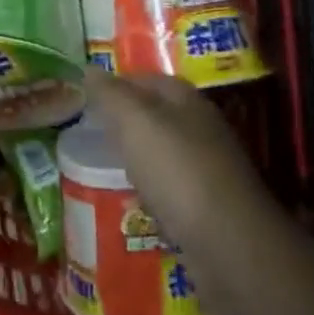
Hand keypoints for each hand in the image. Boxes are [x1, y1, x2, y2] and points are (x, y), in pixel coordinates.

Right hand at [84, 68, 273, 254]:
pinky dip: (152, 192)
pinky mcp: (209, 206)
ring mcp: (208, 167)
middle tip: (89, 134)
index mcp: (186, 99)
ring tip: (105, 168)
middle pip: (155, 116)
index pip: (144, 79)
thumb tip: (88, 69)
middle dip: (125, 123)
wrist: (229, 244)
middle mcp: (201, 127)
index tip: (84, 98)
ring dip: (138, 159)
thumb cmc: (177, 170)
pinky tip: (135, 203)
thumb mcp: (135, 122)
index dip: (115, 84)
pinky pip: (171, 189)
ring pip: (163, 153)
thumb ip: (110, 94)